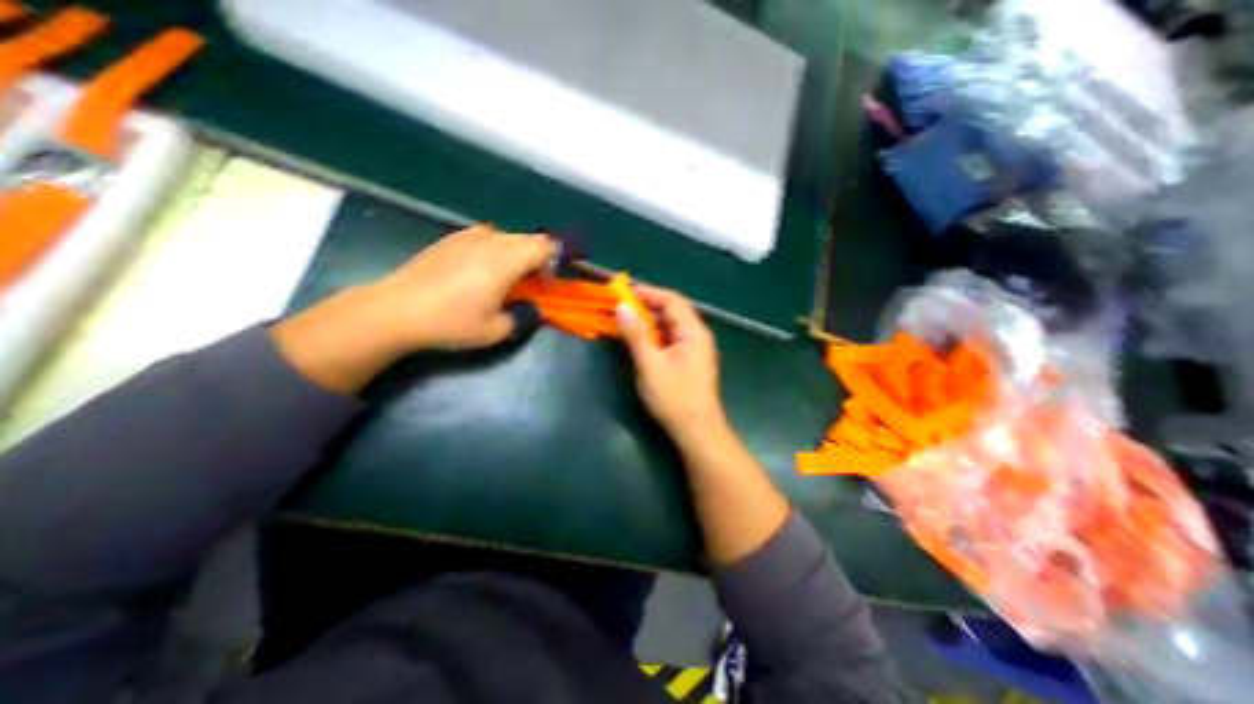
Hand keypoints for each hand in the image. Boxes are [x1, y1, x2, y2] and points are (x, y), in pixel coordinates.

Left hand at [369, 225, 552, 352]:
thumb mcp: (495, 332)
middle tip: (531, 282)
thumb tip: (534, 310)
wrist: (396, 310)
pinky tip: (481, 267)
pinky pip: (485, 235)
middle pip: (528, 238)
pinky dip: (495, 247)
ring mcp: (467, 237)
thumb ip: (523, 318)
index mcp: (505, 262)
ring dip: (517, 251)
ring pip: (506, 235)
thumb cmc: (450, 323)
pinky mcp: (450, 239)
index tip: (546, 283)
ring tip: (507, 274)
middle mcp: (490, 242)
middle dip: (538, 256)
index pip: (543, 246)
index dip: (553, 261)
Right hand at [617, 288, 725, 447]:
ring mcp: (694, 349)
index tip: (624, 292)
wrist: (696, 432)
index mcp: (693, 332)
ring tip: (626, 321)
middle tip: (621, 306)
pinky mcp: (689, 361)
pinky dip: (654, 335)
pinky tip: (640, 340)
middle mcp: (697, 335)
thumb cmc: (674, 398)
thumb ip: (636, 335)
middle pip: (673, 311)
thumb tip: (622, 307)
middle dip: (647, 306)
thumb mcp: (650, 365)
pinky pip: (670, 339)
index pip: (672, 300)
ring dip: (649, 321)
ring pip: (670, 325)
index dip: (648, 293)